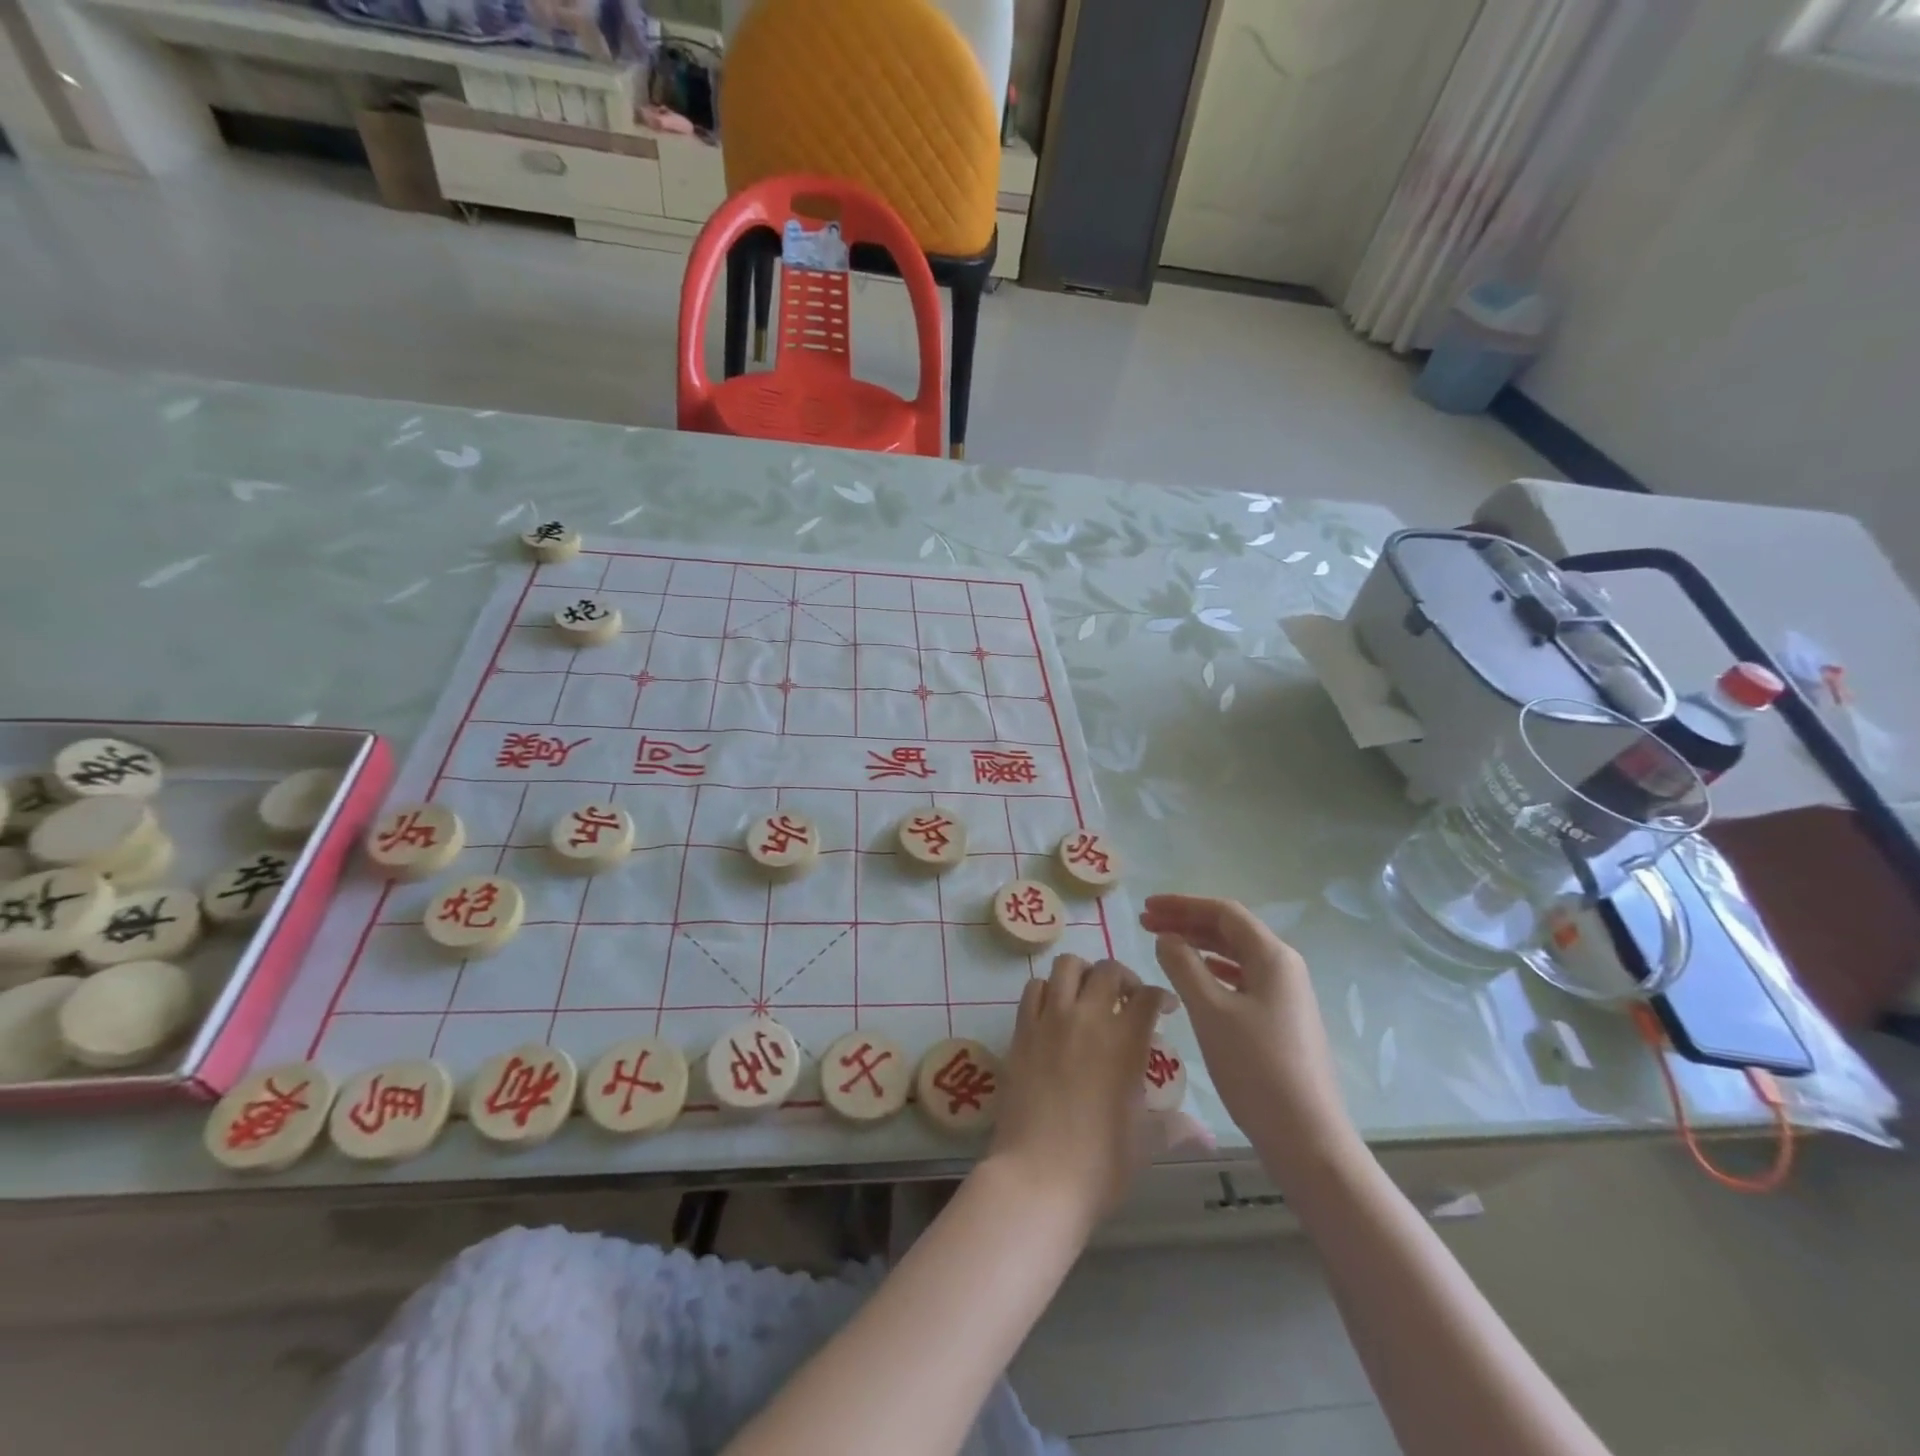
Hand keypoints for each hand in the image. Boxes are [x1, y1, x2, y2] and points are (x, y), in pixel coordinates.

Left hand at [986, 954, 1173, 1224]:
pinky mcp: (1022, 1030)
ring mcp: (1051, 1020)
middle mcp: (1088, 1018)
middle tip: (1127, 1000)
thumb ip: (1174, 1127)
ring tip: (1088, 997)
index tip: (1165, 1009)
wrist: (1038, 1176)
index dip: (1161, 996)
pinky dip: (1048, 990)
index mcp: (1126, 1042)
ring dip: (1083, 974)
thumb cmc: (1100, 1164)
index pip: (1148, 996)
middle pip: (1108, 970)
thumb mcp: (1146, 1143)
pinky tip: (1055, 1011)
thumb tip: (1202, 1132)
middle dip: (1124, 978)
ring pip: (1067, 966)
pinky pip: (1034, 989)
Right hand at [1142, 895, 1353, 1167]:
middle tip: (1146, 924)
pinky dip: (1213, 970)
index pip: (1223, 912)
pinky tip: (1196, 978)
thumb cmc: (1256, 1067)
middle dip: (1187, 922)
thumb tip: (1167, 938)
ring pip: (1236, 955)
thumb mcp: (1210, 1011)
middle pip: (1230, 930)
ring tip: (1163, 946)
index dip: (1182, 904)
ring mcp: (1286, 994)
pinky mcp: (1282, 1019)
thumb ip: (1183, 966)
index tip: (1146, 907)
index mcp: (1273, 956)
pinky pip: (1242, 978)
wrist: (1306, 1136)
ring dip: (1198, 946)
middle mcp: (1284, 967)